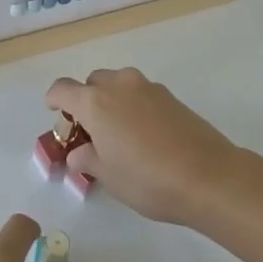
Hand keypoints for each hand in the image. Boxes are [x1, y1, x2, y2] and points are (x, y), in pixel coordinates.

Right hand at [45, 68, 240, 224]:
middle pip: (92, 83)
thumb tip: (79, 152)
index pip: (62, 89)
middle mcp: (119, 85)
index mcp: (95, 102)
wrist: (208, 176)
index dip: (54, 100)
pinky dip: (133, 106)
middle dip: (86, 101)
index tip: (55, 114)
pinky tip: (144, 136)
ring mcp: (147, 87)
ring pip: (118, 85)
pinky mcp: (170, 96)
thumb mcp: (108, 176)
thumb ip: (87, 158)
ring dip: (111, 101)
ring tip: (118, 134)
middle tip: (90, 131)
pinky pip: (140, 94)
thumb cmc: (148, 179)